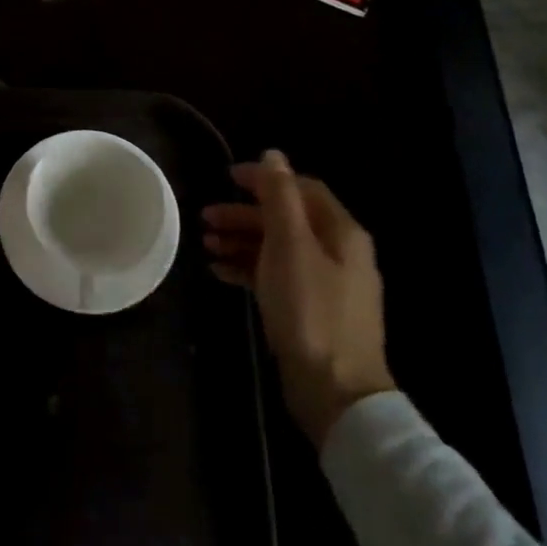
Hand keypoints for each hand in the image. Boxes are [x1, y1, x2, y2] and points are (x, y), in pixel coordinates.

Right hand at [203, 151, 394, 445]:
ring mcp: (326, 285)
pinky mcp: (311, 312)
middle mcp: (338, 253)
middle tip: (206, 216)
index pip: (301, 189)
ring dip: (242, 241)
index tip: (226, 178)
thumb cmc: (310, 310)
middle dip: (245, 214)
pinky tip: (219, 272)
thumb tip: (274, 154)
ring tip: (206, 244)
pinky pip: (276, 277)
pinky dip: (248, 268)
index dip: (265, 180)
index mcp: (341, 232)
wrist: (335, 391)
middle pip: (287, 219)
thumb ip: (280, 197)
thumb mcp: (290, 245)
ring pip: (278, 248)